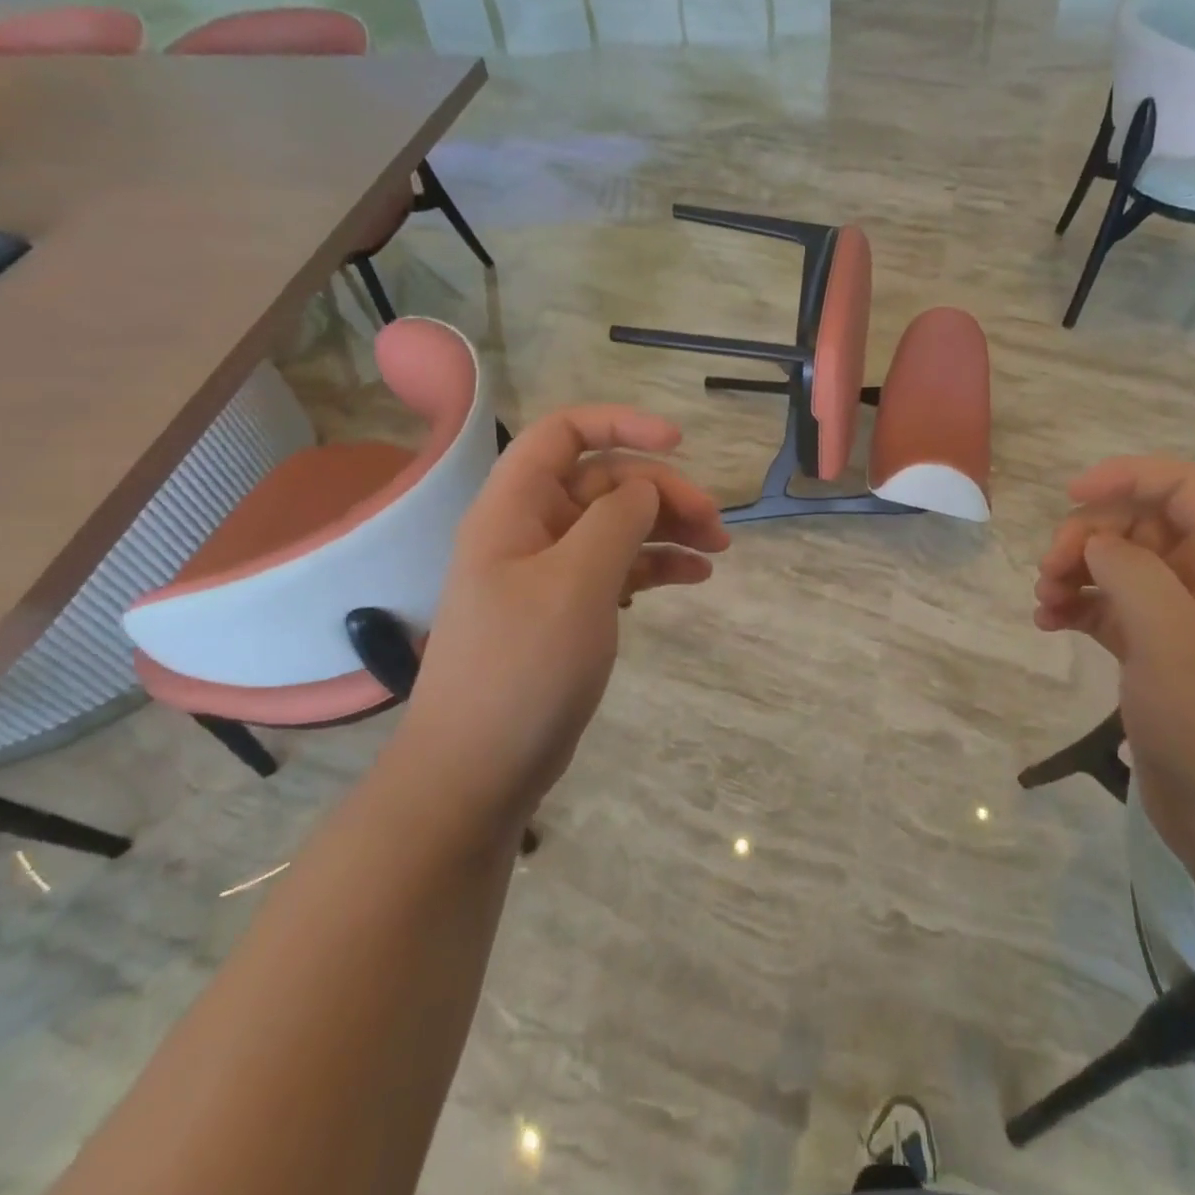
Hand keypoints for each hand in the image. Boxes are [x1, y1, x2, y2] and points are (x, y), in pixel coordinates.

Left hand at [397, 406, 728, 826]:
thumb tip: (647, 487)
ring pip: (616, 525)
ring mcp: (548, 572)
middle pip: (604, 482)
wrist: (476, 771)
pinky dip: (655, 565)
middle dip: (663, 492)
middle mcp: (529, 529)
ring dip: (667, 528)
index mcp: (515, 508)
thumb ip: (617, 520)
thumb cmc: (523, 667)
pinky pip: (617, 568)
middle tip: (716, 524)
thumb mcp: (577, 583)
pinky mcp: (566, 609)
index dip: (621, 424)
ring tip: (718, 549)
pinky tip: (694, 577)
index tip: (679, 443)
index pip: (564, 433)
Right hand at [1034, 457, 1194, 861]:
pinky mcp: (1154, 656)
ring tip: (1044, 601)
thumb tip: (1096, 544)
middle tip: (1051, 571)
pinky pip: (1107, 608)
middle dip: (1087, 535)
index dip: (1127, 477)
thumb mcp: (1172, 635)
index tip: (1071, 496)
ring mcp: (1179, 621)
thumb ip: (1130, 570)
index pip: (1181, 486)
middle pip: (1138, 524)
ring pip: (1117, 565)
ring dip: (1074, 571)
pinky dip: (1075, 607)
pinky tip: (1047, 624)